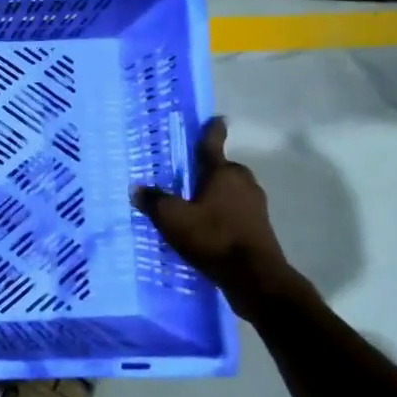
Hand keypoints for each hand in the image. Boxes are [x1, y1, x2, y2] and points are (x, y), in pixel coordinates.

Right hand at [131, 117, 298, 312]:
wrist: (255, 277)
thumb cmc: (213, 236)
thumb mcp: (172, 218)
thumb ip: (154, 201)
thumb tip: (137, 188)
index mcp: (224, 172)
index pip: (214, 144)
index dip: (213, 130)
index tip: (218, 119)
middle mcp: (243, 182)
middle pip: (222, 170)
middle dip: (206, 172)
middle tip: (185, 177)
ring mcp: (256, 206)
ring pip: (229, 192)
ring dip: (214, 196)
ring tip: (192, 207)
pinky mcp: (259, 228)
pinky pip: (235, 213)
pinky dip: (221, 215)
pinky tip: (206, 229)